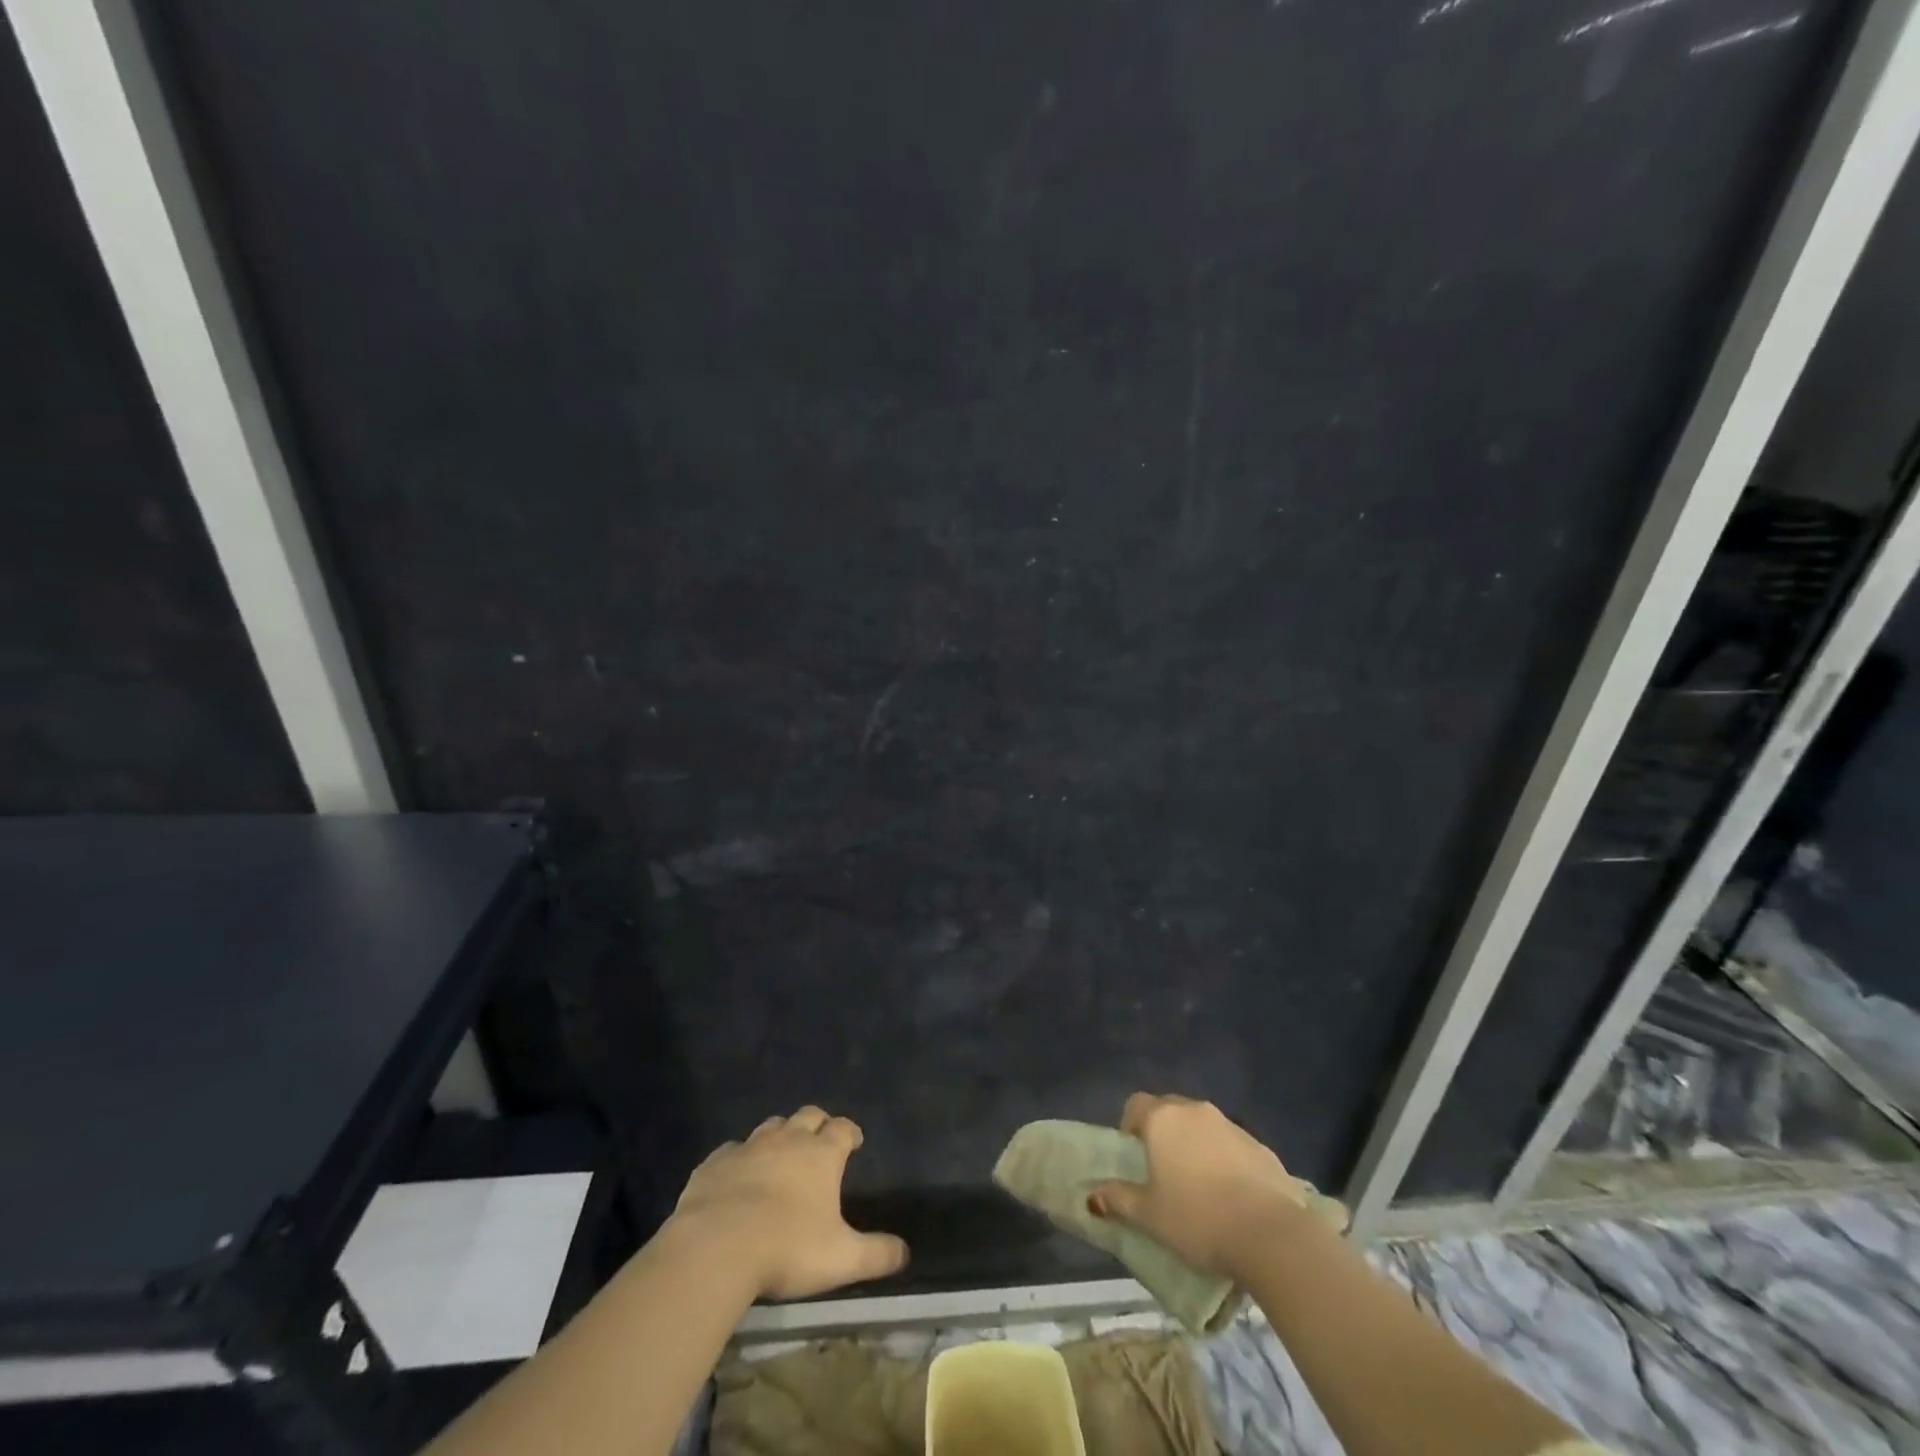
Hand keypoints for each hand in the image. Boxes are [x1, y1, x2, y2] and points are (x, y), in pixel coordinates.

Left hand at [670, 1105, 908, 1300]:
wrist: (716, 1246)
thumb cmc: (787, 1248)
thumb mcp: (841, 1258)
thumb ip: (876, 1254)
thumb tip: (906, 1252)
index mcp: (821, 1154)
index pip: (843, 1128)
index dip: (851, 1132)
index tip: (855, 1142)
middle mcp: (788, 1140)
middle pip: (808, 1116)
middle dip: (818, 1124)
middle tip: (820, 1141)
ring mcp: (749, 1147)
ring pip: (771, 1126)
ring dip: (780, 1135)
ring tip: (781, 1154)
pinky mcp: (715, 1162)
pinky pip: (732, 1150)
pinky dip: (740, 1157)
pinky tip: (737, 1174)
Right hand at [1089, 1093, 1311, 1281]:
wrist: (1271, 1234)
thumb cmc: (1198, 1219)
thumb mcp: (1149, 1217)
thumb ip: (1119, 1199)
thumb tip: (1093, 1195)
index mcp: (1163, 1120)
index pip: (1136, 1104)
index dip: (1130, 1126)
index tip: (1134, 1156)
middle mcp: (1195, 1111)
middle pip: (1170, 1110)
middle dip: (1162, 1133)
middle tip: (1162, 1172)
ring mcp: (1231, 1125)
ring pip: (1202, 1126)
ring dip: (1195, 1146)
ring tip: (1199, 1187)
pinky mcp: (1261, 1146)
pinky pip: (1231, 1145)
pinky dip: (1225, 1160)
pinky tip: (1231, 1196)